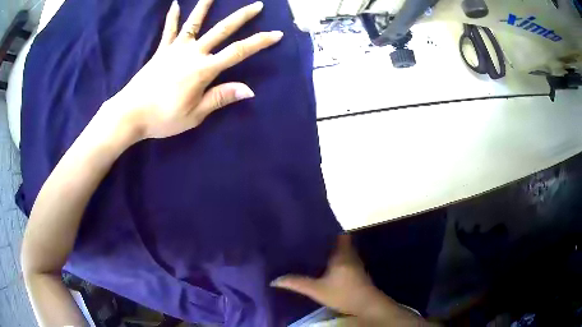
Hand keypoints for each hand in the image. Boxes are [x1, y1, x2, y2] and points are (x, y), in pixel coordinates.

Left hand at [106, 0, 282, 140]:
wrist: (131, 113)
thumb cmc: (164, 117)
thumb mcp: (195, 114)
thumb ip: (221, 97)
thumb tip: (249, 90)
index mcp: (204, 70)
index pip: (238, 52)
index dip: (259, 42)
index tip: (276, 34)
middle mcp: (193, 53)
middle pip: (222, 30)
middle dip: (242, 16)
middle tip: (257, 5)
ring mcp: (176, 49)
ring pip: (195, 22)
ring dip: (206, 5)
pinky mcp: (161, 51)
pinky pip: (169, 30)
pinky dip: (172, 16)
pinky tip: (175, 4)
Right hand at [272, 235, 428, 325]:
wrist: (366, 305)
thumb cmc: (343, 293)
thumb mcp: (317, 289)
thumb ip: (297, 283)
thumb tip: (274, 280)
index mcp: (341, 253)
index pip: (337, 233)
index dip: (327, 228)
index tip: (313, 225)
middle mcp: (349, 254)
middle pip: (338, 240)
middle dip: (325, 238)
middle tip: (308, 237)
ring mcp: (354, 263)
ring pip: (341, 250)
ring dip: (330, 249)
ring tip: (312, 248)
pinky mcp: (355, 271)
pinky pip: (343, 259)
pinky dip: (334, 258)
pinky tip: (323, 264)